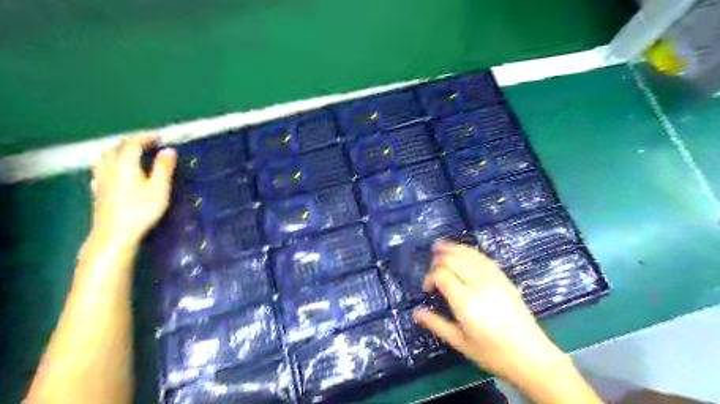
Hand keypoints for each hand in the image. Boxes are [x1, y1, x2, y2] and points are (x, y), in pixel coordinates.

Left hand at [90, 135, 176, 245]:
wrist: (115, 233)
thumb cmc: (141, 210)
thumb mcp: (159, 188)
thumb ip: (164, 168)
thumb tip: (169, 150)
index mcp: (125, 164)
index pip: (132, 143)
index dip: (144, 138)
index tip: (158, 137)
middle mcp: (110, 168)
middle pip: (114, 148)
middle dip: (130, 143)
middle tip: (145, 145)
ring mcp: (101, 180)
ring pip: (104, 158)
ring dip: (117, 152)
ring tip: (129, 156)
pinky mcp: (98, 191)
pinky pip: (101, 171)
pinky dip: (109, 165)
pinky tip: (114, 173)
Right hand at [414, 240, 570, 385]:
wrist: (532, 356)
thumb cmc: (493, 354)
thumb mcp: (460, 343)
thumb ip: (437, 324)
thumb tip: (416, 312)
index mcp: (466, 302)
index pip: (441, 275)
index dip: (429, 277)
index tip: (427, 289)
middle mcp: (479, 285)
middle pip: (452, 259)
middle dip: (437, 261)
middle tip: (432, 273)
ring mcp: (494, 279)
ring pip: (467, 253)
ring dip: (451, 248)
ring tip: (438, 247)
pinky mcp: (503, 277)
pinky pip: (482, 257)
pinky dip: (468, 251)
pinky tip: (461, 252)